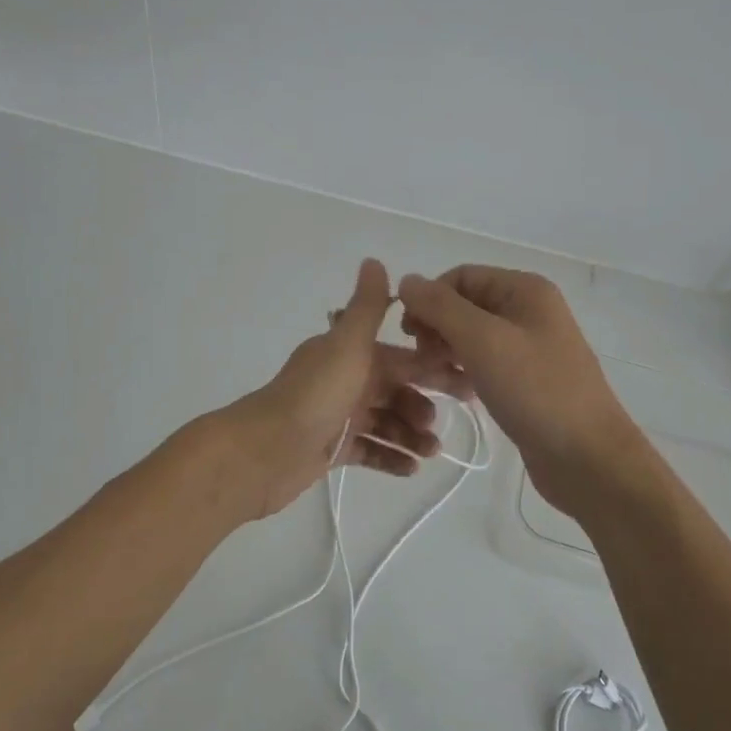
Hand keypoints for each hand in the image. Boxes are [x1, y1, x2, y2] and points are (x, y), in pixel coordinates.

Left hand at [222, 259, 470, 519]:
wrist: (265, 451)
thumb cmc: (314, 395)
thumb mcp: (347, 346)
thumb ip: (366, 308)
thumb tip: (374, 260)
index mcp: (348, 354)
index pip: (399, 357)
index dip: (431, 366)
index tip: (465, 381)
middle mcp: (343, 380)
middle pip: (393, 390)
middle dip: (421, 405)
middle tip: (445, 426)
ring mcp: (336, 416)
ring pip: (383, 421)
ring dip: (410, 434)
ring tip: (430, 452)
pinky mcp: (330, 449)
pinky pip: (368, 450)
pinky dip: (389, 457)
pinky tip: (411, 470)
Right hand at [398, 265, 644, 513]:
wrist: (588, 458)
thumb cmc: (536, 391)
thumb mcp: (483, 341)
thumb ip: (441, 307)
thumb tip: (407, 280)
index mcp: (524, 290)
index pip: (460, 277)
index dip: (429, 299)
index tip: (408, 334)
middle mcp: (528, 311)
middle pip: (464, 306)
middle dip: (436, 328)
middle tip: (421, 362)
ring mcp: (529, 348)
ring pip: (471, 338)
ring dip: (445, 353)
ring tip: (433, 380)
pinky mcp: (525, 381)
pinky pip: (484, 364)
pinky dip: (464, 373)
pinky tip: (456, 393)